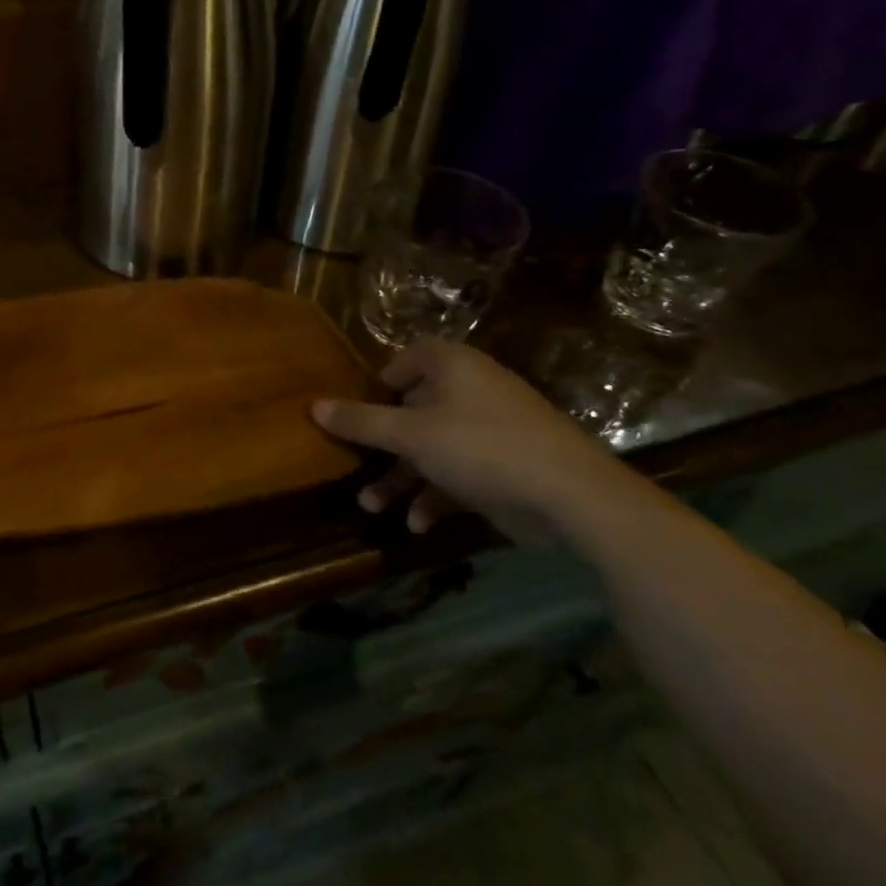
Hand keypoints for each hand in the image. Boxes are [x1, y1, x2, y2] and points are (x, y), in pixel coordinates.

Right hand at [312, 338, 637, 543]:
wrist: (572, 496)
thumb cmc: (481, 446)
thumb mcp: (410, 434)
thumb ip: (361, 422)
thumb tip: (313, 406)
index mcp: (451, 366)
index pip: (406, 360)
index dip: (379, 383)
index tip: (358, 412)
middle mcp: (469, 390)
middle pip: (412, 410)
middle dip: (381, 446)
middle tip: (355, 467)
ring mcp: (489, 430)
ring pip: (431, 448)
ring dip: (401, 478)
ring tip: (372, 507)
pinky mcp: (503, 467)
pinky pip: (457, 474)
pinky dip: (435, 496)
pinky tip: (417, 524)